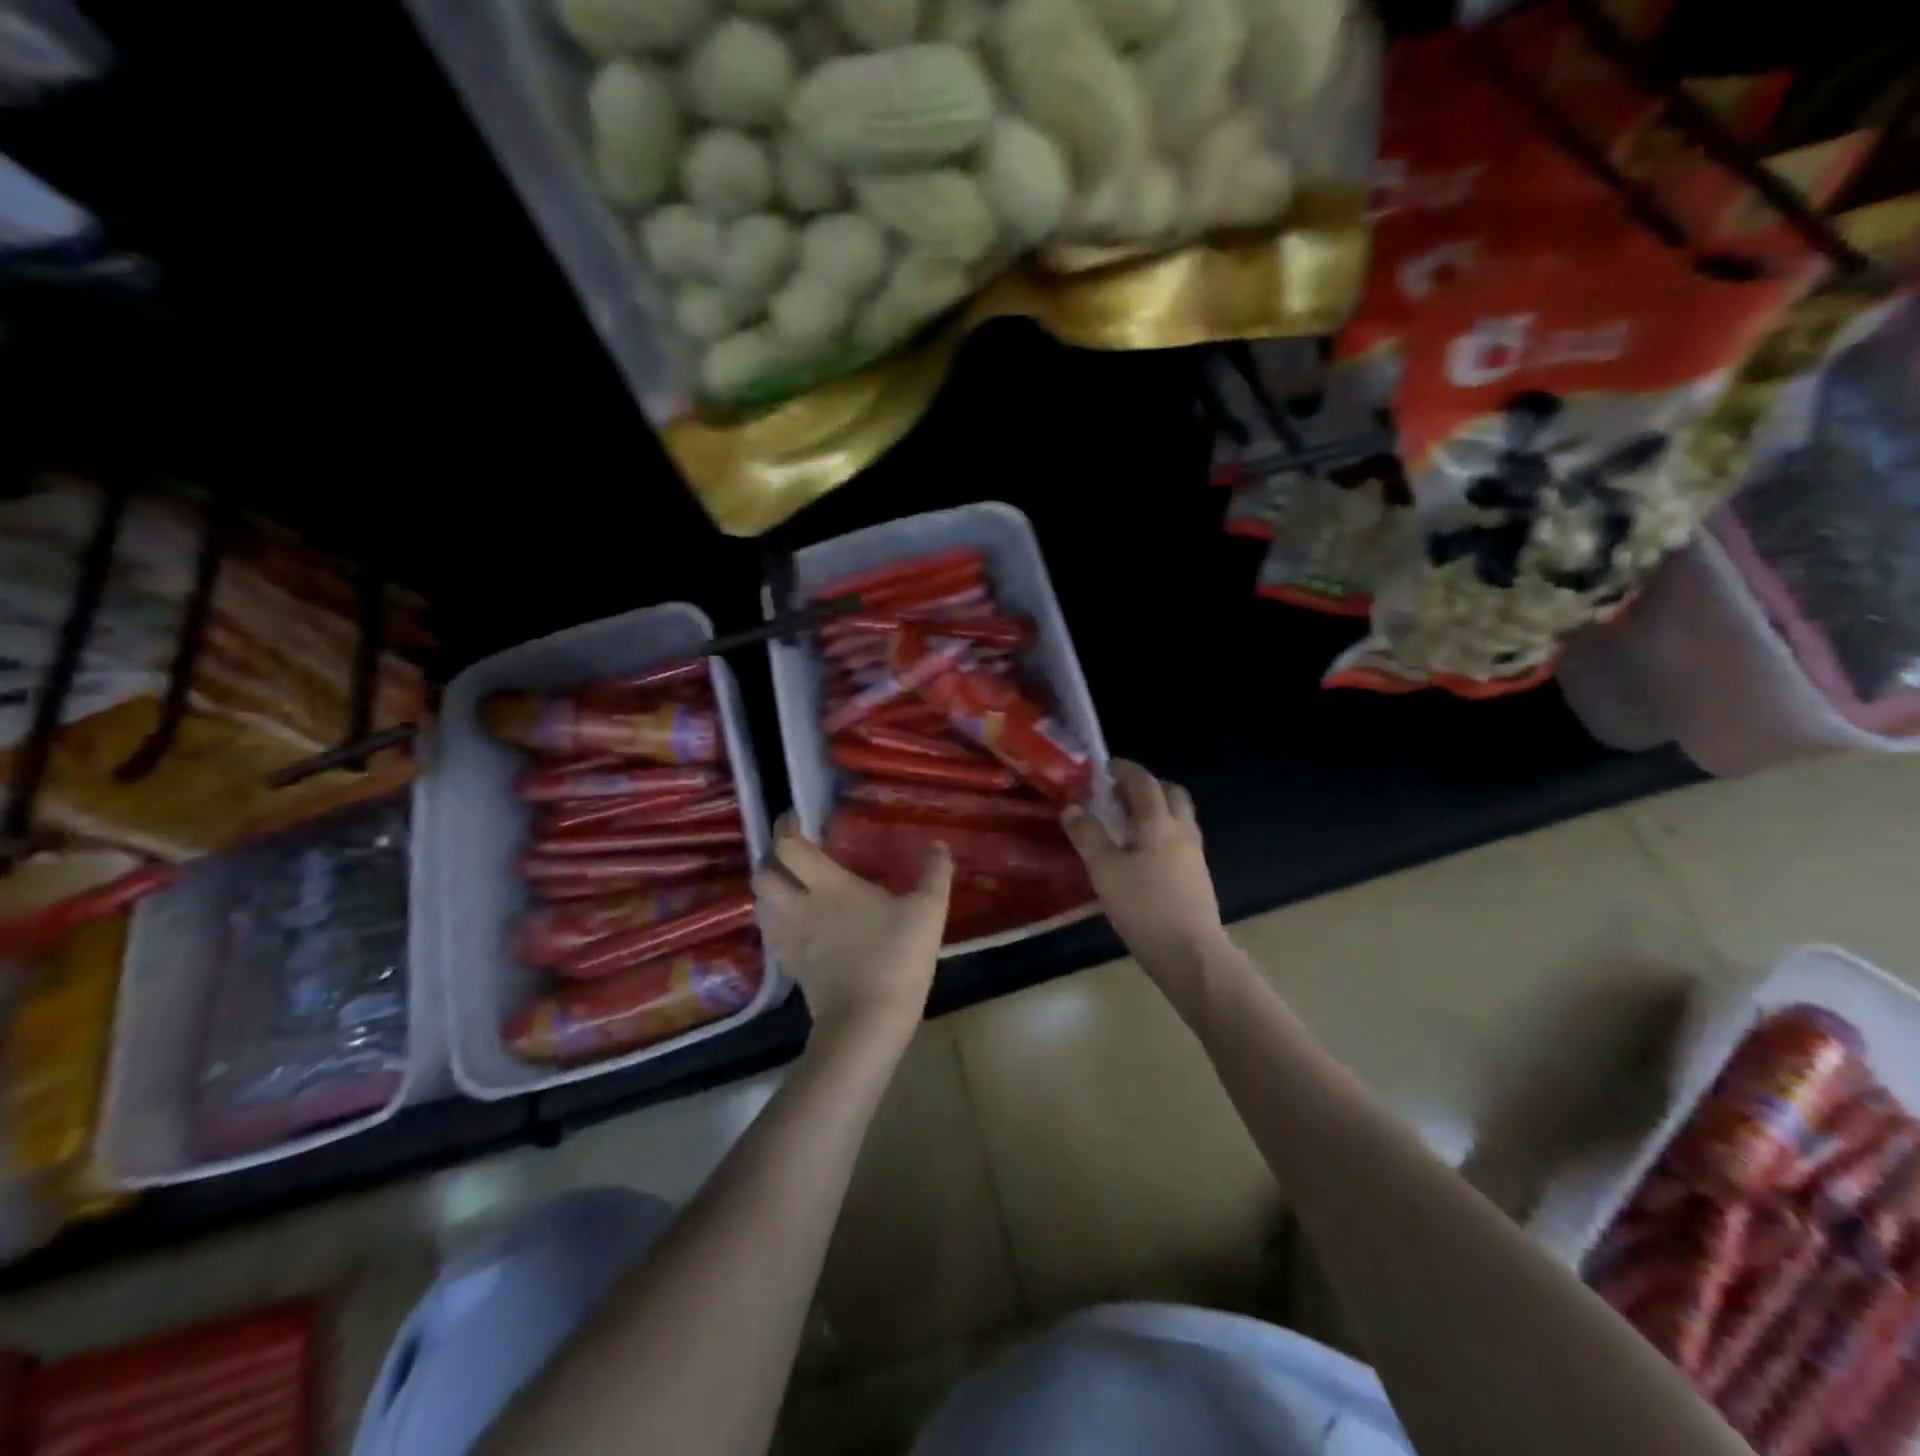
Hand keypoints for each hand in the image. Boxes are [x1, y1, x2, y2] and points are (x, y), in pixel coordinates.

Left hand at [753, 816, 951, 1045]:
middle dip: (770, 860)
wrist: (867, 1023)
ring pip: (761, 906)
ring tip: (790, 886)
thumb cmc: (896, 958)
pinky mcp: (792, 968)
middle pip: (762, 875)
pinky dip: (777, 922)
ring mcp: (791, 940)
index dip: (786, 827)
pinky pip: (773, 935)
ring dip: (769, 892)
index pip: (790, 847)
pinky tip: (797, 925)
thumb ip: (934, 875)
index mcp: (828, 885)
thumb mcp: (927, 912)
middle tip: (790, 855)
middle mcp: (799, 907)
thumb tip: (940, 845)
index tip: (794, 817)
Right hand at [1063, 760, 1228, 987]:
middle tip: (1118, 795)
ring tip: (1126, 825)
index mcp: (1159, 822)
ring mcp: (1194, 855)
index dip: (1125, 770)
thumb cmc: (1144, 907)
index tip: (1104, 767)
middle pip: (1170, 794)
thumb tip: (1072, 807)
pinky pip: (1179, 841)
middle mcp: (1181, 831)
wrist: (1191, 954)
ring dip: (1155, 811)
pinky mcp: (1197, 877)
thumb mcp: (1105, 870)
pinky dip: (1161, 834)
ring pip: (1178, 818)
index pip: (1144, 782)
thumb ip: (1088, 835)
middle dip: (1146, 787)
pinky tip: (1142, 856)